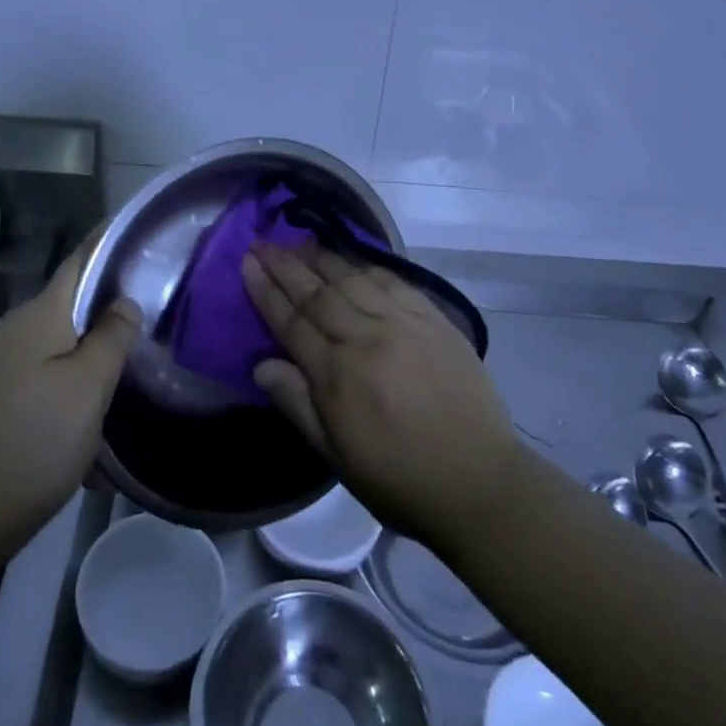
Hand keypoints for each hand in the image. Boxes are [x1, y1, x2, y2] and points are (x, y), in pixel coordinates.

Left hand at [0, 232, 141, 541]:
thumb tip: (125, 302)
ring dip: (94, 358)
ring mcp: (2, 365)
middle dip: (110, 308)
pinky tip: (95, 426)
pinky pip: (47, 378)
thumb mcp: (88, 387)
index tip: (140, 230)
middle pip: (72, 305)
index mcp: (38, 316)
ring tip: (131, 375)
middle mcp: (15, 331)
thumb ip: (112, 336)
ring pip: (62, 346)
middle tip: (154, 314)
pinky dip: (74, 389)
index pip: (79, 261)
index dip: (108, 241)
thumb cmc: (35, 441)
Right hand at [244, 242, 524, 555]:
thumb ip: (297, 404)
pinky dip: (366, 266)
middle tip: (262, 242)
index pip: (291, 322)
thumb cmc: (398, 479)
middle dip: (285, 265)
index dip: (265, 291)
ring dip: (321, 258)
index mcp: (337, 376)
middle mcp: (366, 339)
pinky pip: (393, 282)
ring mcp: (403, 324)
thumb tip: (260, 365)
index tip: (246, 263)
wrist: (479, 483)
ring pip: (352, 279)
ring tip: (298, 242)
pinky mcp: (434, 320)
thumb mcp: (337, 456)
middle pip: (317, 292)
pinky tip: (351, 258)